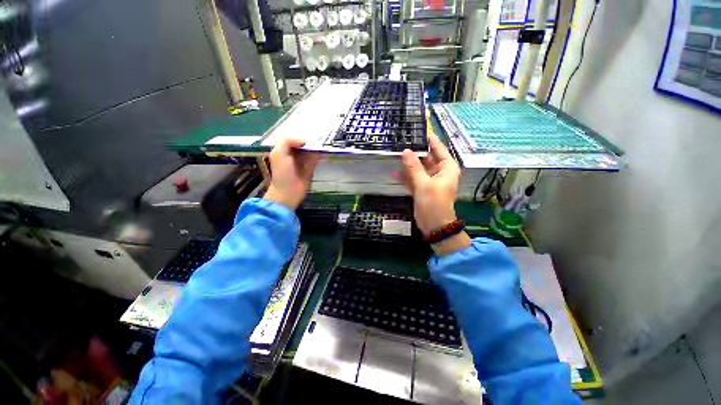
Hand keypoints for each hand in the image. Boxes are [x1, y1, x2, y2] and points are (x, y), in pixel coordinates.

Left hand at [263, 138, 320, 209]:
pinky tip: (323, 151)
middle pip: (302, 145)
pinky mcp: (310, 169)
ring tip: (323, 142)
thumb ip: (286, 142)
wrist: (288, 192)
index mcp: (283, 151)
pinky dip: (319, 155)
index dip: (300, 137)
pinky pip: (315, 160)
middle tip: (319, 137)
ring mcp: (302, 162)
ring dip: (315, 147)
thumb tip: (303, 141)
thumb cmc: (282, 173)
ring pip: (310, 151)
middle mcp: (293, 155)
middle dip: (310, 141)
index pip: (293, 140)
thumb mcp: (278, 154)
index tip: (309, 136)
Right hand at [401, 130, 469, 255]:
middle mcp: (439, 171)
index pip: (438, 148)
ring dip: (408, 164)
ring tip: (395, 154)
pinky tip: (394, 173)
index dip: (429, 138)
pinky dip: (405, 177)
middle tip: (402, 141)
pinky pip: (413, 178)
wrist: (434, 225)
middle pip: (426, 157)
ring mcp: (429, 180)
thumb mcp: (423, 183)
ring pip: (418, 168)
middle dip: (414, 152)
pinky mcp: (421, 188)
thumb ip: (413, 167)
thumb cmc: (434, 203)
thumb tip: (405, 151)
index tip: (419, 128)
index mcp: (446, 167)